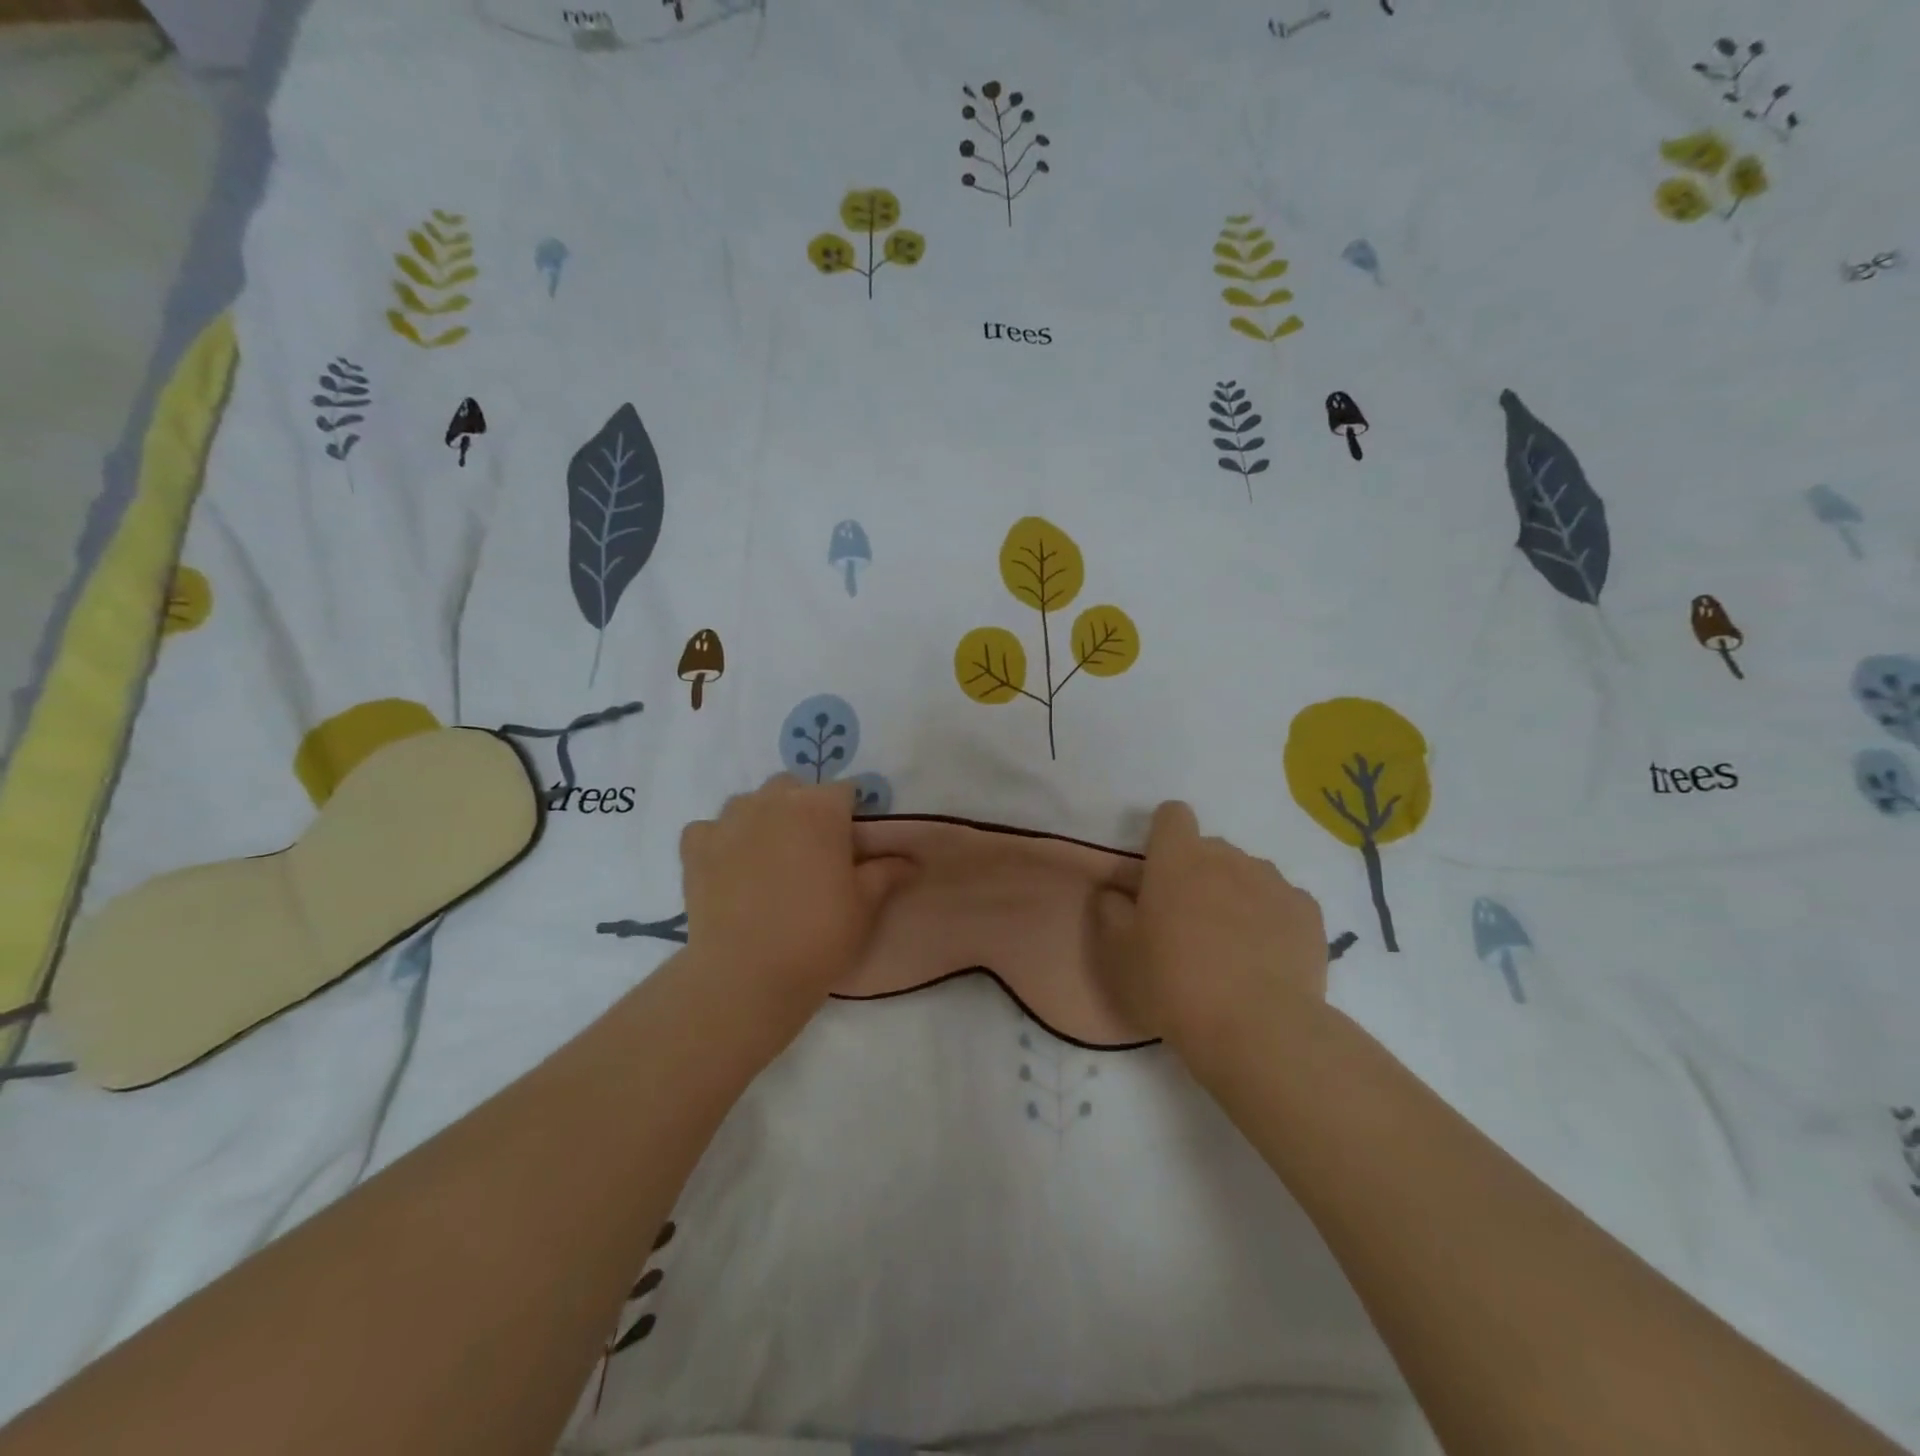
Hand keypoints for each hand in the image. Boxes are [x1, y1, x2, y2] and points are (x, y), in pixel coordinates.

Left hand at [679, 776, 915, 1015]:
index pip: (844, 791)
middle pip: (793, 788)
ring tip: (767, 859)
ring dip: (762, 819)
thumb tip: (910, 860)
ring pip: (749, 803)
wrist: (746, 975)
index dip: (849, 816)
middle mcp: (773, 801)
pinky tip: (728, 868)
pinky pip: (709, 829)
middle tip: (810, 852)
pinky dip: (720, 841)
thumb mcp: (864, 905)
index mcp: (820, 808)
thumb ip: (886, 872)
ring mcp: (729, 820)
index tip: (850, 846)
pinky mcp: (695, 846)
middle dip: (803, 809)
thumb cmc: (818, 936)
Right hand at [1091, 801, 1327, 1051]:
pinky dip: (1271, 918)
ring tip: (1232, 944)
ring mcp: (1272, 881)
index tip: (1157, 872)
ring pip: (1248, 873)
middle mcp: (1227, 857)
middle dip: (1197, 872)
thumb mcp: (1118, 954)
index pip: (1172, 815)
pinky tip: (1266, 957)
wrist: (1257, 1029)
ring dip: (1235, 893)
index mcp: (1177, 859)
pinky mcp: (1307, 911)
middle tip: (1187, 921)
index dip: (1163, 837)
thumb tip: (1115, 892)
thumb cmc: (1173, 984)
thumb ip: (1111, 911)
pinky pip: (1282, 901)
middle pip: (1209, 848)